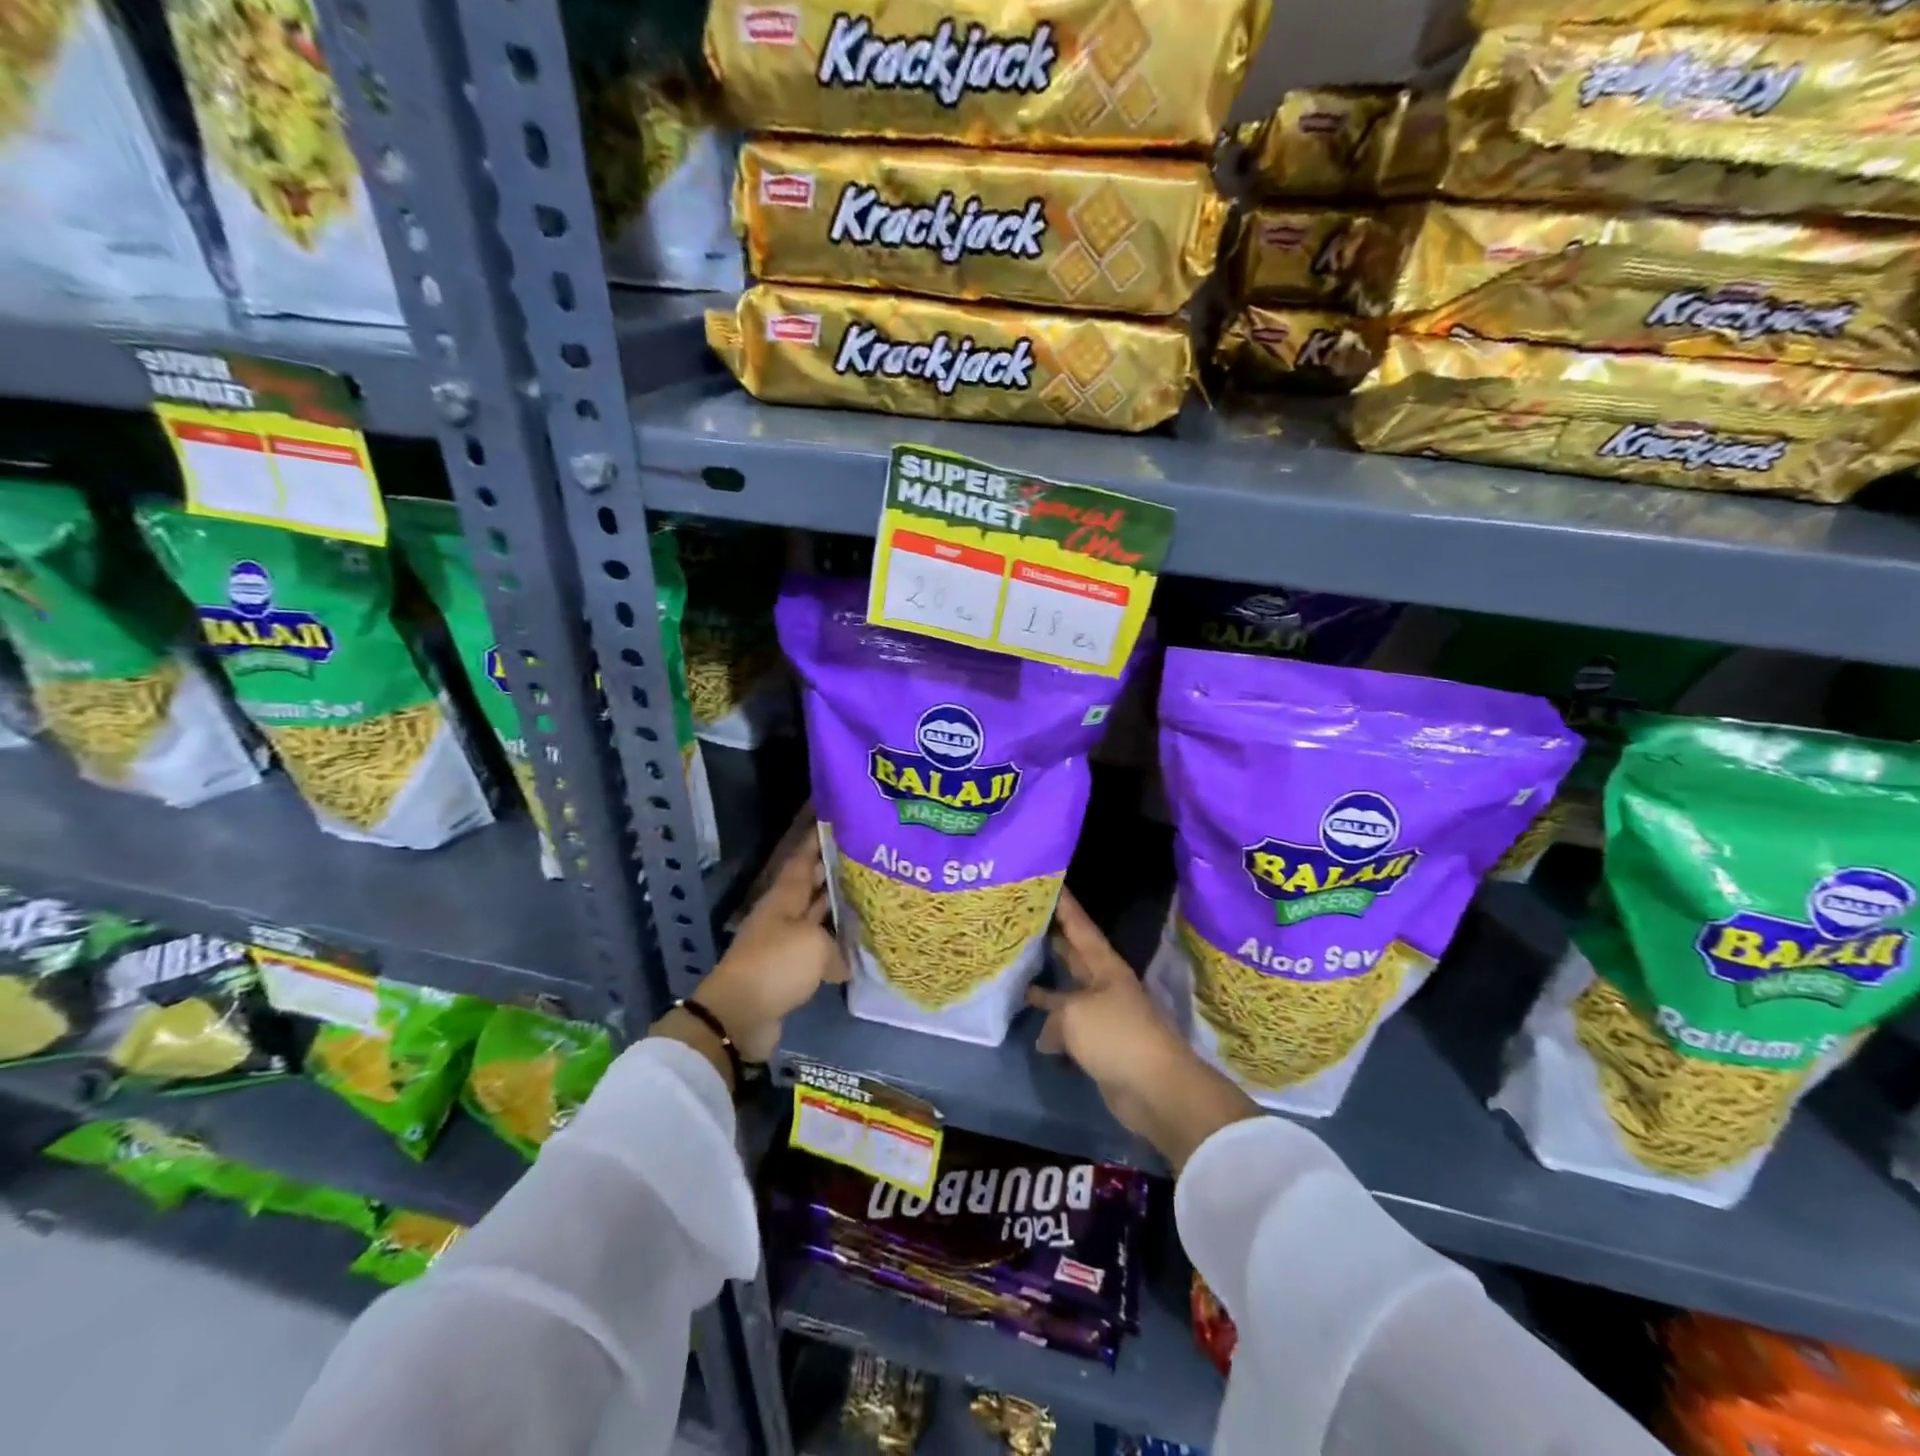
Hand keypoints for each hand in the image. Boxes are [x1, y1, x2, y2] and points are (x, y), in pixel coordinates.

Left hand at [684, 818, 846, 1063]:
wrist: (740, 1015)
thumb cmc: (776, 965)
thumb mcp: (815, 946)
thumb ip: (837, 945)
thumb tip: (843, 960)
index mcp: (784, 898)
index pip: (803, 859)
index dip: (817, 840)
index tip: (836, 821)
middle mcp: (783, 914)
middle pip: (811, 886)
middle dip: (833, 871)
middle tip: (866, 858)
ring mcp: (784, 942)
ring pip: (816, 917)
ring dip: (837, 908)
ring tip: (869, 896)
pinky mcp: (788, 970)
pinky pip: (817, 949)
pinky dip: (835, 945)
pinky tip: (858, 946)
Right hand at [1028, 890, 1258, 1170]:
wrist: (1155, 1089)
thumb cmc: (1116, 1036)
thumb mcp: (1074, 1013)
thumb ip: (1055, 1012)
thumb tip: (1048, 1033)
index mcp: (1105, 966)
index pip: (1081, 927)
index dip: (1066, 907)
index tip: (1052, 884)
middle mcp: (1104, 985)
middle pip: (1075, 957)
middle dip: (1054, 940)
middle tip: (1026, 922)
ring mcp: (1103, 1016)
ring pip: (1069, 994)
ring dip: (1048, 987)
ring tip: (1020, 972)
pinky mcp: (1100, 1045)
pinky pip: (1070, 1028)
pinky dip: (1053, 1029)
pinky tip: (1034, 1032)